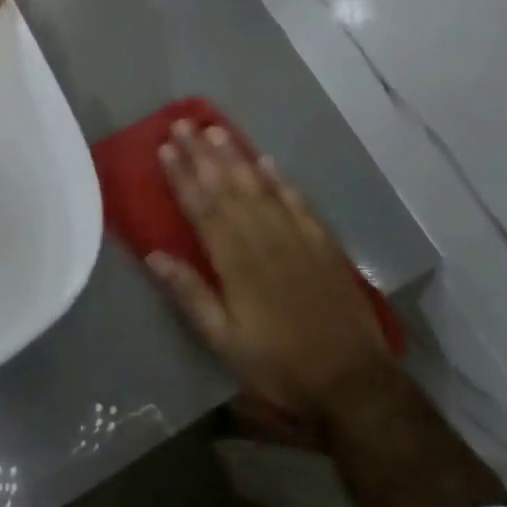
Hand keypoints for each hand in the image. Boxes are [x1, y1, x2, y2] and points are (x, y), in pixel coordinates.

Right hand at [149, 123, 389, 420]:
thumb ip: (191, 295)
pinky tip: (267, 161)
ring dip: (236, 157)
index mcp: (236, 262)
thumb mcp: (224, 341)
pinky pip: (298, 202)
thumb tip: (154, 254)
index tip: (165, 148)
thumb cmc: (278, 365)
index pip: (202, 208)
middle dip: (203, 155)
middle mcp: (264, 239)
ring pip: (260, 187)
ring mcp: (297, 238)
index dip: (182, 176)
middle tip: (183, 124)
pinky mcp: (323, 244)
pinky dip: (280, 180)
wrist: (352, 382)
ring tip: (216, 130)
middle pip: (228, 188)